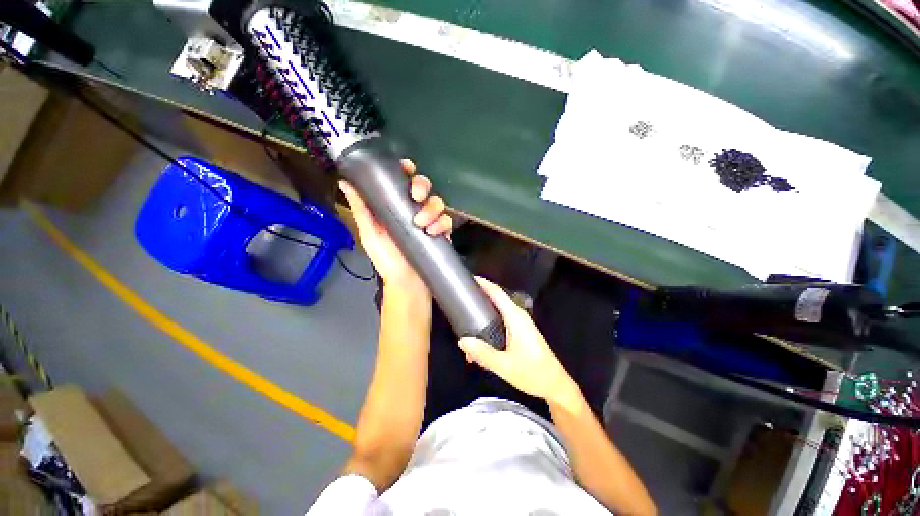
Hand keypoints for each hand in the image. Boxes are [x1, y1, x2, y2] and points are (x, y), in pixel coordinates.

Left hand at [339, 159, 452, 292]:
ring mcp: (430, 222)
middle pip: (425, 188)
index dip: (405, 171)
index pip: (403, 182)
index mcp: (396, 207)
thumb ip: (362, 209)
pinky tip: (433, 232)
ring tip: (421, 224)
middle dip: (422, 187)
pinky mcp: (442, 233)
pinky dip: (442, 224)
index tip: (405, 168)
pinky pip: (447, 221)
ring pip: (438, 203)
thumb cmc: (387, 259)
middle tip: (416, 196)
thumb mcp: (371, 234)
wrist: (406, 283)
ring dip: (431, 209)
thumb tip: (344, 183)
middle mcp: (414, 211)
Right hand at [458, 277, 577, 404]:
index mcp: (515, 318)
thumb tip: (462, 341)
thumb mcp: (505, 365)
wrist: (555, 386)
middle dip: (478, 303)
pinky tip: (479, 351)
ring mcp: (519, 325)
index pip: (497, 293)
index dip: (483, 284)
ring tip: (466, 336)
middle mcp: (517, 317)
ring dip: (481, 322)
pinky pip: (500, 326)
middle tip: (460, 307)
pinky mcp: (519, 334)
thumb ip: (482, 353)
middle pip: (495, 301)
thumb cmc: (533, 373)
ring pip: (496, 316)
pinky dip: (488, 333)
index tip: (468, 279)